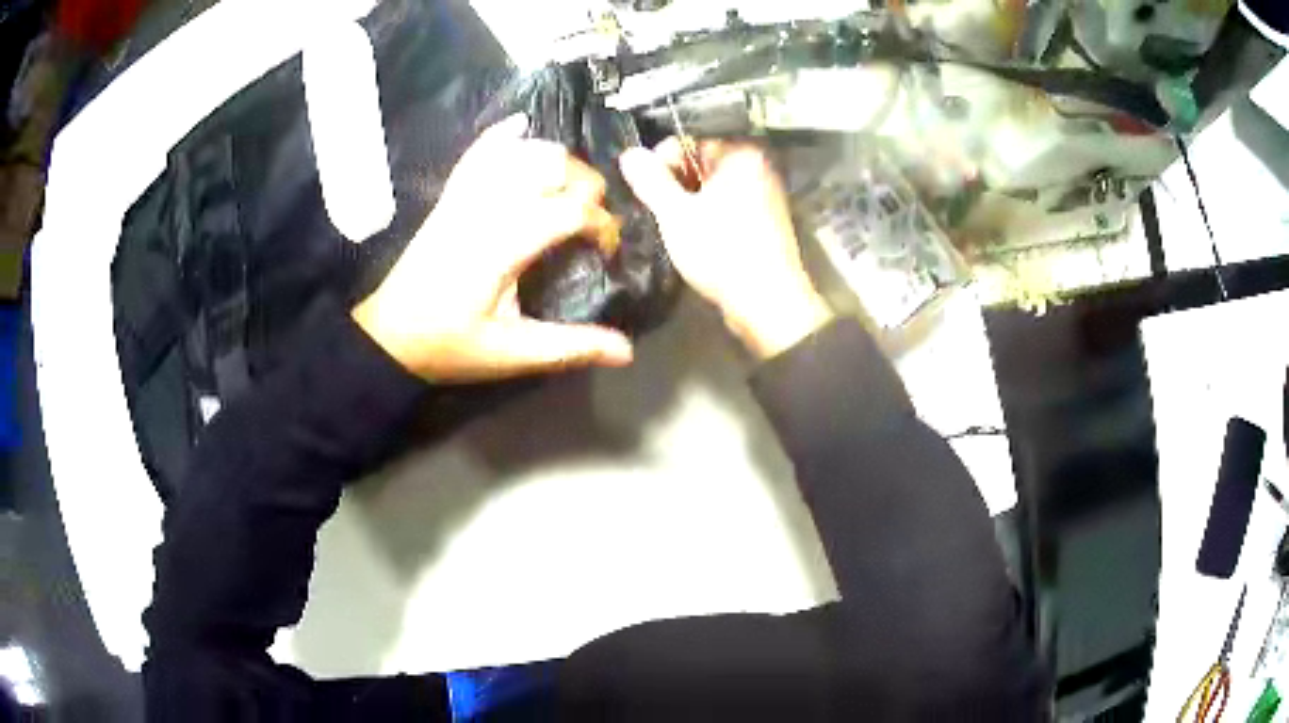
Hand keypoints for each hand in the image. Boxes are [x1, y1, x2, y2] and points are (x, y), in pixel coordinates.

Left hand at [353, 115, 632, 381]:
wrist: (389, 335)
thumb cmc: (448, 345)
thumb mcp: (509, 353)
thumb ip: (568, 348)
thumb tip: (627, 352)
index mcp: (503, 245)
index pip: (571, 209)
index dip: (602, 224)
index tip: (605, 251)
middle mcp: (487, 207)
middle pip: (553, 166)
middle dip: (587, 187)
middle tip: (590, 223)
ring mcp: (466, 196)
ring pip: (522, 151)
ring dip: (556, 161)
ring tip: (568, 191)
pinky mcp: (452, 195)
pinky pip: (480, 151)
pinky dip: (505, 136)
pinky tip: (522, 127)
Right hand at [620, 138, 832, 359]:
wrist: (766, 302)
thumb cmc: (721, 251)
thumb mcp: (675, 213)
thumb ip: (650, 180)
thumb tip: (629, 153)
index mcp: (740, 155)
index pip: (689, 140)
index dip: (662, 162)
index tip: (648, 190)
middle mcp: (756, 167)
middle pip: (700, 164)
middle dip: (675, 185)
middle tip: (661, 213)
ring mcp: (763, 196)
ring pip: (711, 189)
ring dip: (688, 204)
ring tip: (676, 229)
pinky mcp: (763, 223)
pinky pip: (726, 208)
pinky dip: (708, 218)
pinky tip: (696, 240)